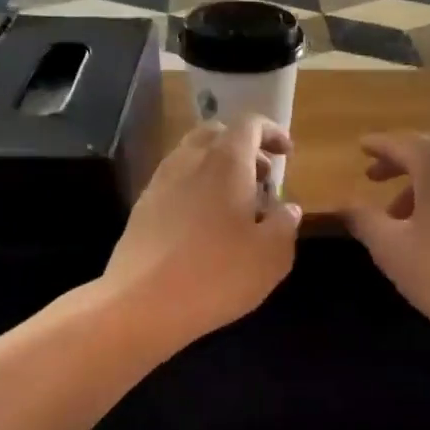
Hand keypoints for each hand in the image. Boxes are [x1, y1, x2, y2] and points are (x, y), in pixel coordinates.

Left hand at [105, 117, 301, 347]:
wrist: (142, 304)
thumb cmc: (218, 275)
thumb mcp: (271, 255)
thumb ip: (285, 224)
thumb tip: (287, 208)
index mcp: (225, 162)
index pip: (249, 124)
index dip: (271, 132)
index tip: (287, 154)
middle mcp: (189, 161)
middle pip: (216, 133)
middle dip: (244, 147)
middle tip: (263, 178)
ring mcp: (160, 183)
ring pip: (192, 156)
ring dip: (218, 168)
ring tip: (237, 204)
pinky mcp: (142, 209)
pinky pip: (176, 182)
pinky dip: (197, 188)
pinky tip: (207, 225)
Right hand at [343, 134, 429, 352]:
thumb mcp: (392, 249)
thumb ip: (363, 219)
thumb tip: (343, 202)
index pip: (398, 144)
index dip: (376, 146)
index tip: (361, 146)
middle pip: (429, 150)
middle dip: (401, 166)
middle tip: (374, 179)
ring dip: (425, 183)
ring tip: (401, 216)